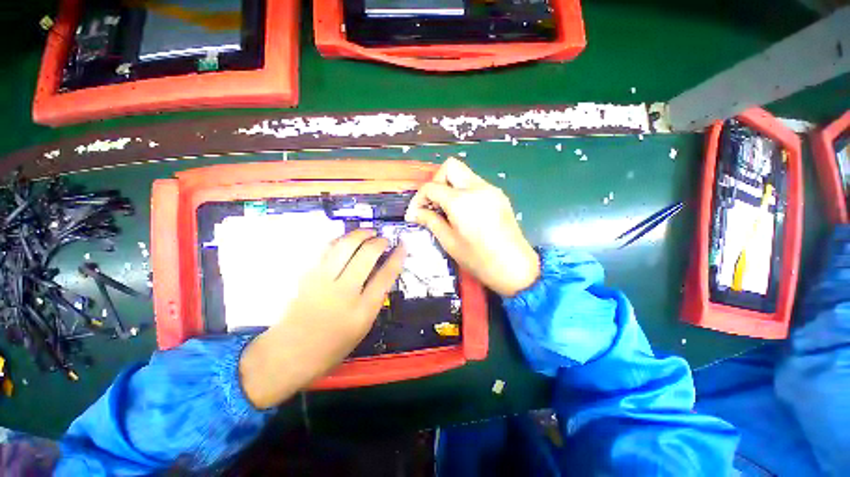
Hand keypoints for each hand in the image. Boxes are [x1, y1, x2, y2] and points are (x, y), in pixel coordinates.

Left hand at [239, 230, 404, 408]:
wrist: (289, 353)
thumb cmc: (331, 346)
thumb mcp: (363, 327)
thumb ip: (374, 299)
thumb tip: (382, 272)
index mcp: (363, 311)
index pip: (386, 276)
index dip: (397, 257)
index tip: (402, 245)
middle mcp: (344, 293)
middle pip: (366, 255)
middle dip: (379, 241)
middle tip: (383, 239)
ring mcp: (323, 281)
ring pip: (345, 246)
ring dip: (360, 234)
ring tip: (368, 232)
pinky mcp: (307, 275)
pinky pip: (326, 249)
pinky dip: (340, 240)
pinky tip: (347, 239)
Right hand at [406, 158, 539, 296]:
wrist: (515, 267)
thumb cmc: (479, 259)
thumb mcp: (449, 242)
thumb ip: (431, 221)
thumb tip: (414, 213)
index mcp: (461, 201)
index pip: (432, 187)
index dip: (418, 199)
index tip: (415, 213)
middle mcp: (477, 188)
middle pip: (450, 166)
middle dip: (436, 182)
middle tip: (432, 203)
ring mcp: (491, 189)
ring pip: (464, 173)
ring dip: (450, 186)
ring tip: (446, 209)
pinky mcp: (499, 195)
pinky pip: (475, 183)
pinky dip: (463, 191)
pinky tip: (462, 211)